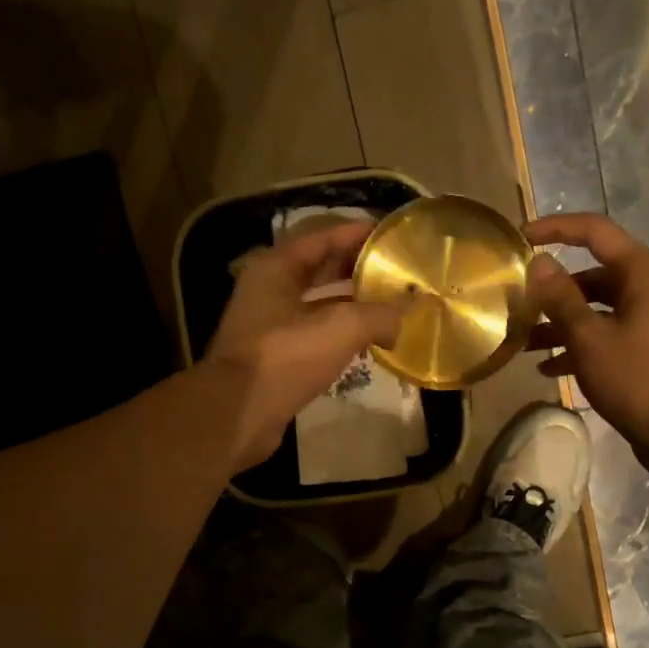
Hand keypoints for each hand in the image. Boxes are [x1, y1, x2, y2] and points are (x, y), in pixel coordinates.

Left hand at [199, 216, 404, 469]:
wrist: (238, 414)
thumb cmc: (284, 358)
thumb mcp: (340, 328)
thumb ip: (381, 314)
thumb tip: (411, 311)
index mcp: (276, 268)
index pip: (322, 237)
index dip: (356, 233)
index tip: (390, 234)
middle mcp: (269, 290)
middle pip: (320, 270)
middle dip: (357, 269)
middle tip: (396, 271)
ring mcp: (269, 325)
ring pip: (318, 305)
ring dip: (352, 304)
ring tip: (390, 305)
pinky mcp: (276, 357)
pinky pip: (315, 335)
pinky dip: (340, 334)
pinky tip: (367, 342)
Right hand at [524, 213, 648, 476]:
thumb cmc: (636, 378)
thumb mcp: (589, 338)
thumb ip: (561, 299)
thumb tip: (539, 263)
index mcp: (639, 271)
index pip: (593, 231)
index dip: (555, 228)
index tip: (520, 237)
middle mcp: (645, 287)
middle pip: (589, 274)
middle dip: (551, 289)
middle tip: (515, 303)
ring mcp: (645, 318)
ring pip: (593, 308)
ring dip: (558, 322)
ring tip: (522, 341)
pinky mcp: (642, 347)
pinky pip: (602, 334)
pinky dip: (575, 345)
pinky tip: (546, 367)